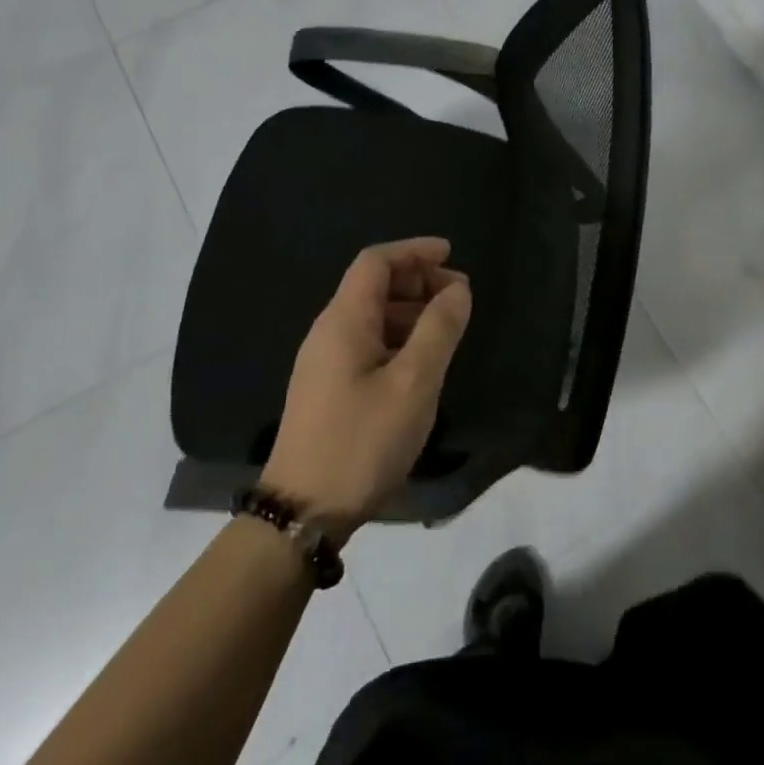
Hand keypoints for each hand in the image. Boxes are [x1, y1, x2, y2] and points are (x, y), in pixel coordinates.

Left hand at [262, 237, 471, 536]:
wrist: (303, 513)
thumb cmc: (362, 441)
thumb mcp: (413, 383)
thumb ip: (439, 330)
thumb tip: (458, 289)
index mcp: (344, 321)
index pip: (376, 262)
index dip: (414, 251)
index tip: (451, 254)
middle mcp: (329, 333)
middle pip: (374, 286)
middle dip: (418, 281)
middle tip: (460, 296)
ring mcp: (325, 363)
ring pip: (373, 318)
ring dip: (412, 311)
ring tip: (449, 327)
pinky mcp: (329, 390)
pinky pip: (369, 344)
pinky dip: (400, 338)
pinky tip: (424, 361)